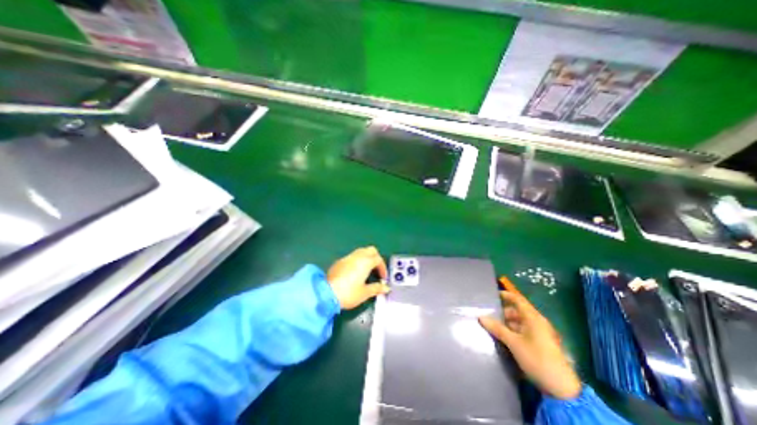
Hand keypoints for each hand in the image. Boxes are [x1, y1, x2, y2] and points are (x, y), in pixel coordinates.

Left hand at [327, 246, 389, 308]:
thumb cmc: (348, 293)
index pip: (378, 259)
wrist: (326, 294)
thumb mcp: (365, 293)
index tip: (383, 278)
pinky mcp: (339, 261)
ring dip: (367, 258)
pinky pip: (352, 257)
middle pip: (371, 250)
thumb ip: (377, 288)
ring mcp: (347, 257)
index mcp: (365, 262)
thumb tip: (386, 288)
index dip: (383, 268)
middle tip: (377, 270)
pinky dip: (358, 261)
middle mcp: (357, 256)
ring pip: (361, 251)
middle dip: (376, 258)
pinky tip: (355, 273)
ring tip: (367, 271)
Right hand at [478, 289, 580, 397]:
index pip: (518, 300)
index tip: (494, 294)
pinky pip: (526, 330)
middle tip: (491, 314)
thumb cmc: (536, 358)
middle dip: (505, 311)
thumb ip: (497, 328)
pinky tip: (506, 336)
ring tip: (496, 326)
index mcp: (533, 318)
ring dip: (509, 322)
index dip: (507, 295)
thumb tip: (481, 317)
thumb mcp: (513, 343)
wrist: (561, 388)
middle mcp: (538, 322)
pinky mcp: (543, 343)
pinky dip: (515, 330)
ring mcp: (542, 333)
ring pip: (522, 321)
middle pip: (519, 311)